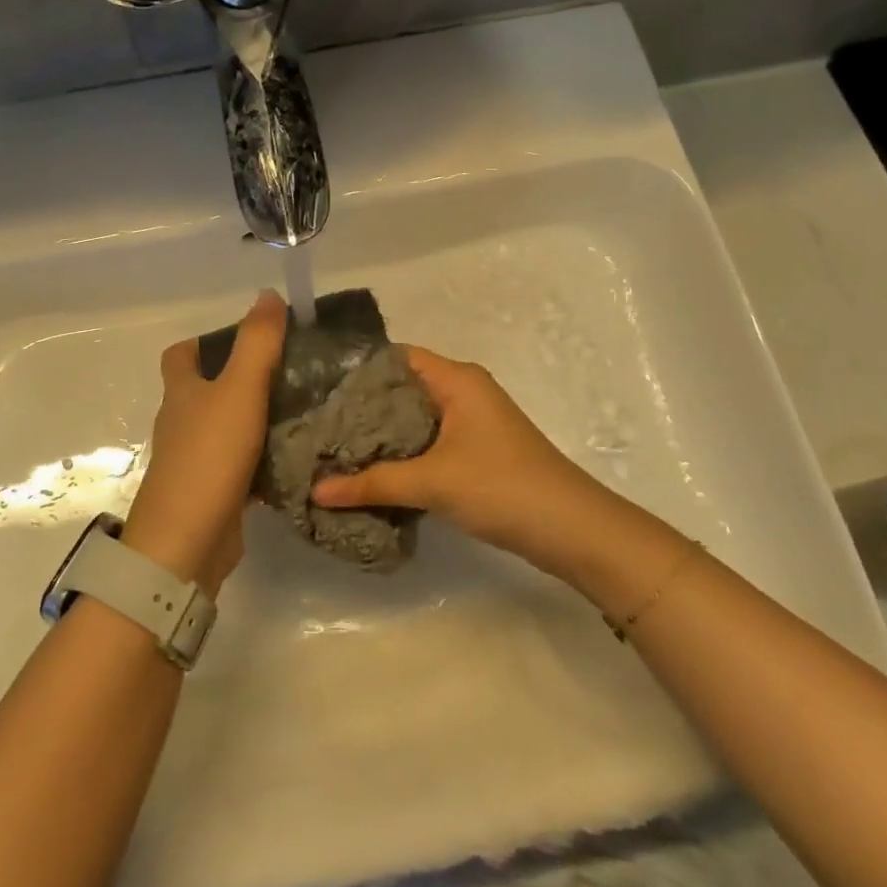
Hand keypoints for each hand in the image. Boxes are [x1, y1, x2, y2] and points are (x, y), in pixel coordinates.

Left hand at [121, 290, 286, 595]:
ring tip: (302, 410)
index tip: (246, 339)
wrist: (186, 543)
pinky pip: (239, 468)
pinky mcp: (211, 494)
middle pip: (206, 392)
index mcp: (181, 393)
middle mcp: (182, 423)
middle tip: (290, 373)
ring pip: (226, 430)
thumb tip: (268, 295)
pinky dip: (261, 461)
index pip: (180, 356)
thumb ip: (257, 343)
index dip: (205, 342)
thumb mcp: (239, 390)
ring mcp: (194, 461)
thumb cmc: (209, 456)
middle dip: (241, 380)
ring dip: (255, 420)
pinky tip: (294, 459)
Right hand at [313, 346, 611, 573]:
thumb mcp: (432, 482)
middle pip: (403, 388)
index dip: (358, 370)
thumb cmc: (501, 486)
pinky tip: (373, 472)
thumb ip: (372, 483)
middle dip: (363, 407)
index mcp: (456, 379)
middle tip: (317, 423)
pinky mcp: (476, 451)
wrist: (571, 529)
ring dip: (382, 434)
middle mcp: (464, 391)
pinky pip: (429, 441)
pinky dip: (403, 453)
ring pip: (415, 418)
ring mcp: (472, 422)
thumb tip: (316, 490)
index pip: (396, 357)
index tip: (318, 389)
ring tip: (335, 449)